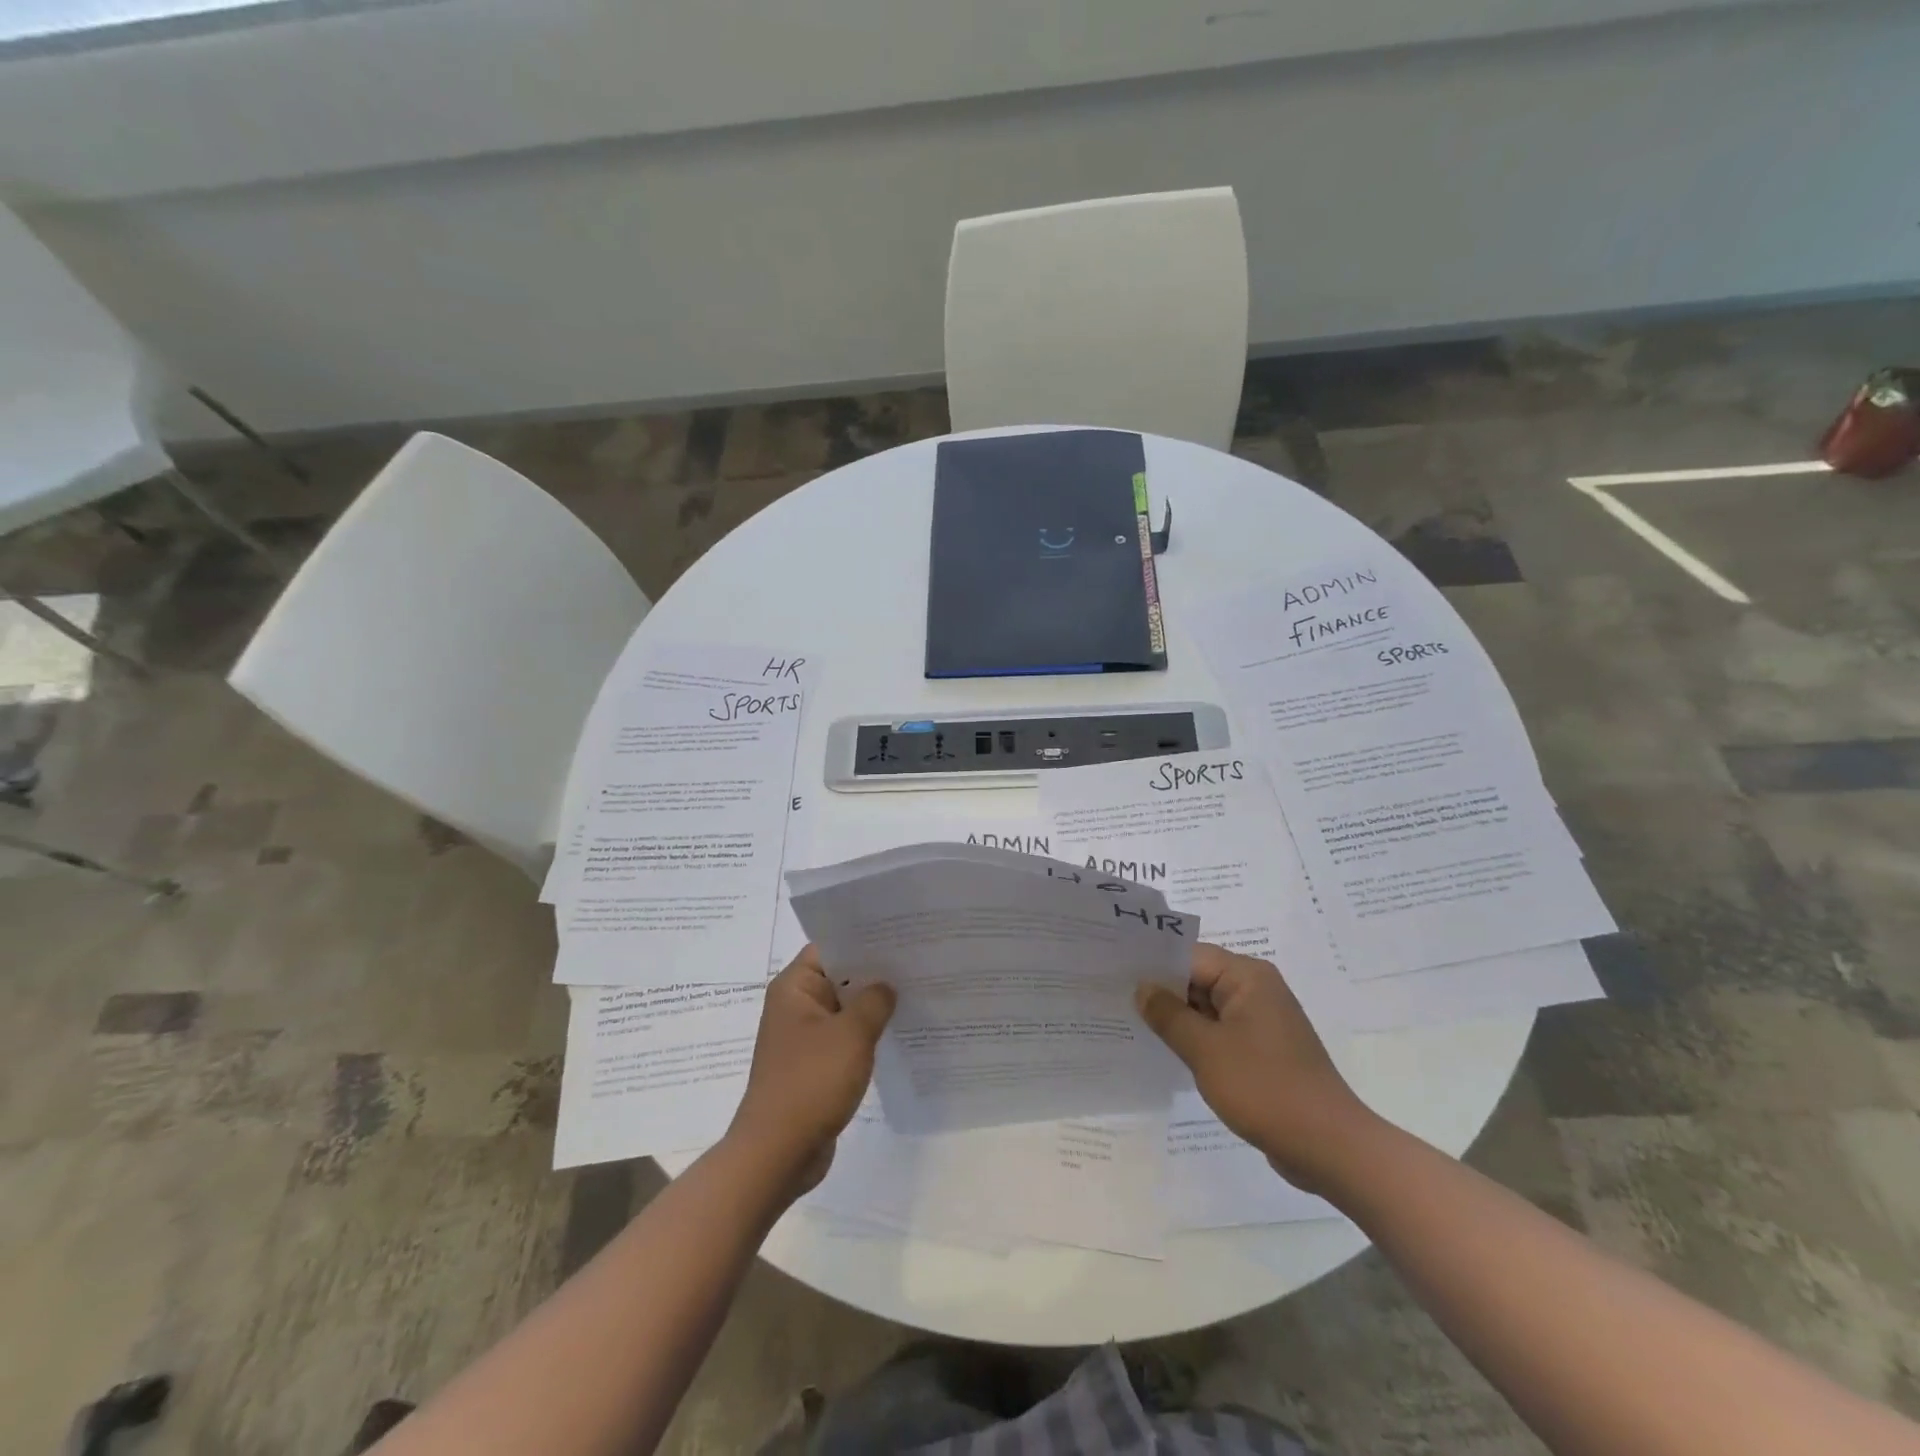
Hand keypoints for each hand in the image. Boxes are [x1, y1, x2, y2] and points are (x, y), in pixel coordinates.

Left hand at [727, 946, 894, 1194]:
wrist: (777, 1154)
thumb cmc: (811, 1082)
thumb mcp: (852, 1034)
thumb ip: (874, 1001)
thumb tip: (886, 986)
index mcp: (795, 987)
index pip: (831, 946)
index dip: (864, 939)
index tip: (901, 935)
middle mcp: (795, 1006)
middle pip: (839, 976)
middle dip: (875, 973)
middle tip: (918, 961)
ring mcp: (804, 1037)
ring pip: (845, 1009)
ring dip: (873, 1007)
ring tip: (916, 993)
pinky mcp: (814, 1066)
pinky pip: (844, 1038)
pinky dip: (866, 1035)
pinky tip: (898, 1033)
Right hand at [1136, 943, 1374, 1191]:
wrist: (1330, 1148)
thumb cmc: (1265, 1088)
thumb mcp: (1206, 1050)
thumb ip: (1169, 1015)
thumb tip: (1142, 988)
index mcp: (1247, 976)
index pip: (1188, 955)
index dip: (1151, 964)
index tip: (1113, 973)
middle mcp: (1256, 989)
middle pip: (1197, 978)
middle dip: (1160, 991)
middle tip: (1113, 998)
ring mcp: (1261, 1021)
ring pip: (1206, 1007)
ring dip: (1176, 1018)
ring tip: (1130, 1023)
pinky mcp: (1263, 1050)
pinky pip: (1220, 1032)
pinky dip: (1196, 1039)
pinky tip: (1164, 1051)